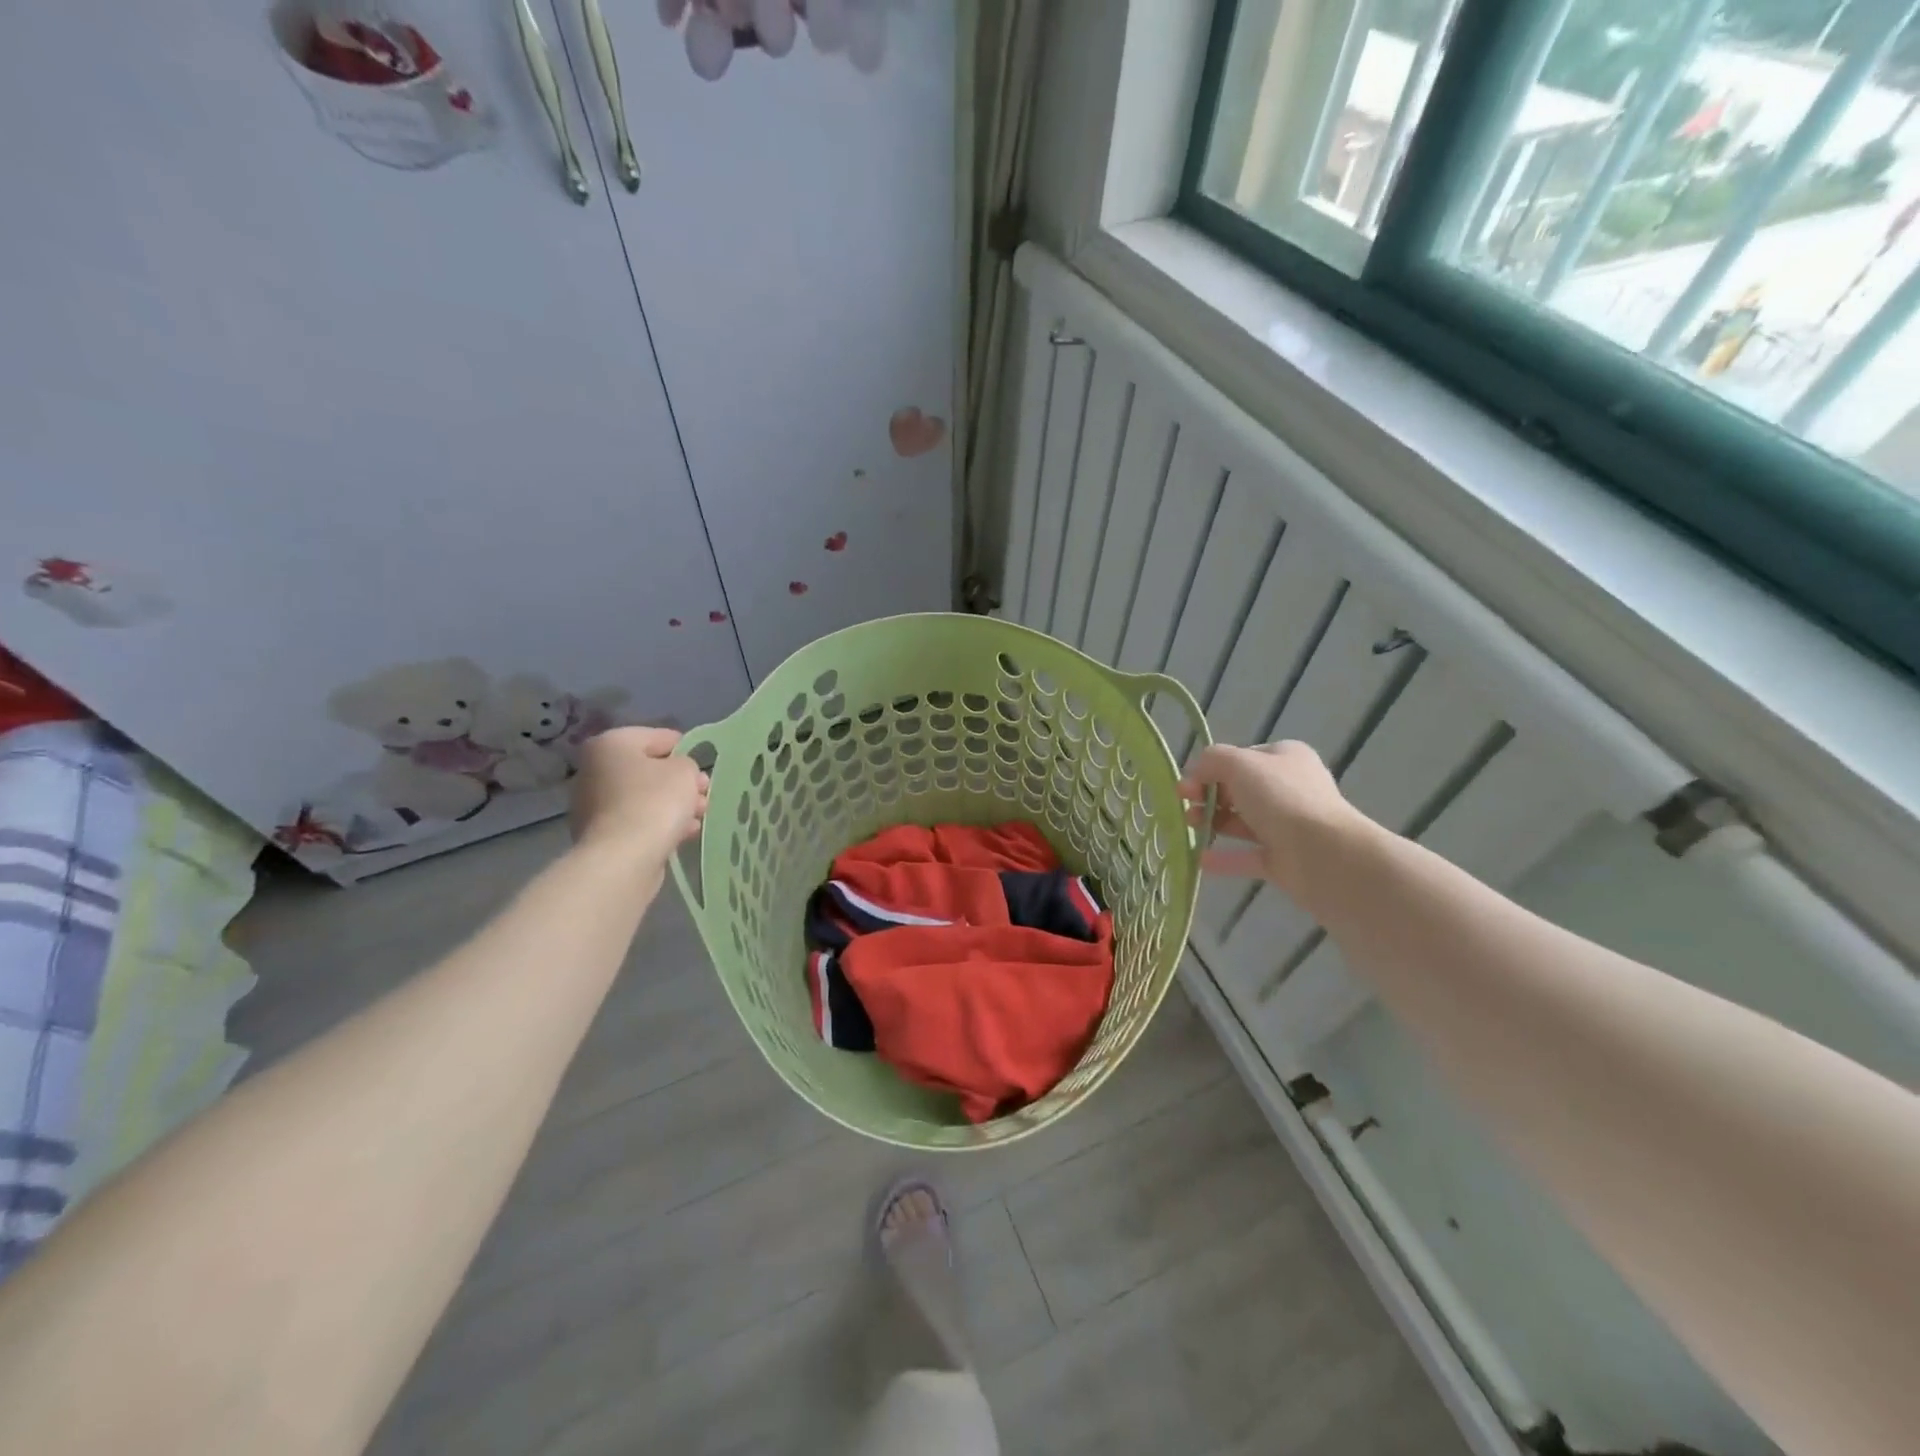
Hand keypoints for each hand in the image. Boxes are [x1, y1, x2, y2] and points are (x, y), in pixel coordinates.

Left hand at [569, 727, 709, 865]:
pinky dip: (660, 823)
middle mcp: (594, 769)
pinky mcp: (601, 834)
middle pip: (649, 769)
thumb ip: (687, 764)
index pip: (658, 737)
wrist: (624, 858)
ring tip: (699, 817)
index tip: (704, 768)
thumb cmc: (655, 801)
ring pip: (644, 797)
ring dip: (673, 804)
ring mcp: (594, 804)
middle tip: (704, 795)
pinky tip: (684, 833)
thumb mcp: (685, 771)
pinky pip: (638, 820)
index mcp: (610, 744)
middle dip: (679, 782)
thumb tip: (681, 774)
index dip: (686, 750)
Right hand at [1179, 741, 1367, 895]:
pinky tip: (1200, 859)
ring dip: (1212, 822)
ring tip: (1189, 826)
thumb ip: (1212, 760)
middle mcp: (1289, 789)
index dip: (1211, 769)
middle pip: (1239, 790)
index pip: (1241, 758)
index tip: (1187, 784)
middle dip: (1208, 796)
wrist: (1324, 854)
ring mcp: (1288, 826)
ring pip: (1242, 822)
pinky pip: (1248, 855)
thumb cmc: (1280, 798)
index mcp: (1285, 758)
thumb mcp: (1239, 764)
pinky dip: (1224, 857)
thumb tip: (1196, 772)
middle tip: (1185, 805)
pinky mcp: (1284, 859)